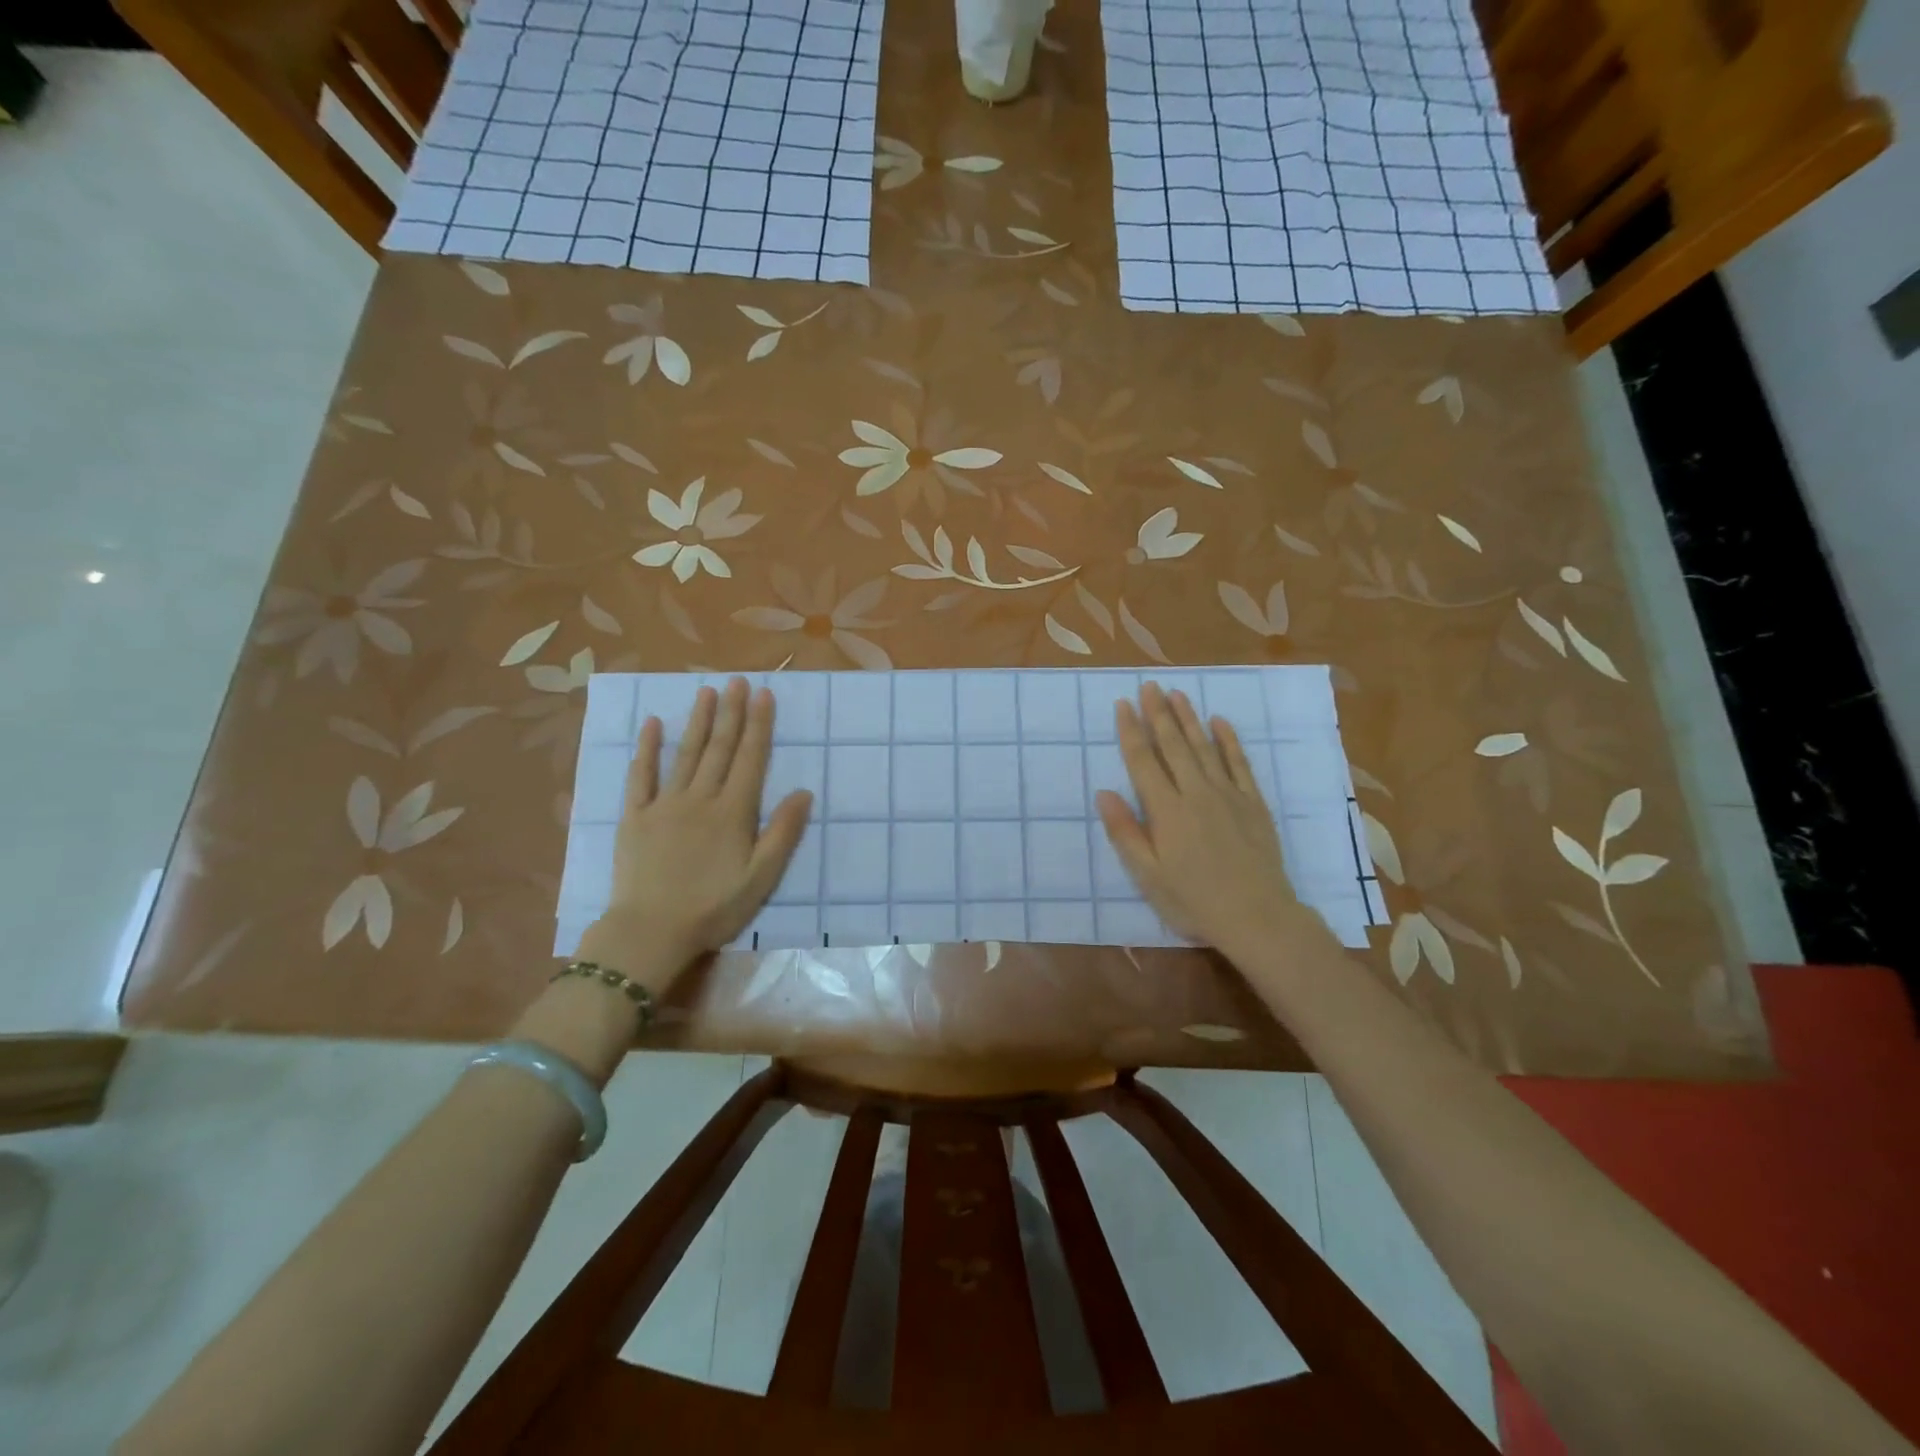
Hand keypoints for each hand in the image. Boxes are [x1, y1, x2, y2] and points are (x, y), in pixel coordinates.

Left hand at [579, 677, 812, 982]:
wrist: (650, 931)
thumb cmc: (713, 908)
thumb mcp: (761, 878)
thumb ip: (782, 833)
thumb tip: (804, 792)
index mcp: (732, 812)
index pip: (750, 759)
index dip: (759, 725)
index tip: (764, 694)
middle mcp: (700, 798)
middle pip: (719, 748)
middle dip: (731, 712)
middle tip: (737, 680)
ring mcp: (664, 804)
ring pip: (685, 754)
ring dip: (698, 720)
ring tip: (706, 691)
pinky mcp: (634, 816)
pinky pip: (640, 776)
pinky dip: (647, 749)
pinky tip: (654, 725)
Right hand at [1095, 682, 1306, 954]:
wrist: (1258, 916)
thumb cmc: (1194, 901)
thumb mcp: (1148, 875)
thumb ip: (1126, 832)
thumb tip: (1104, 793)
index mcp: (1166, 811)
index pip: (1143, 761)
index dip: (1131, 731)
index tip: (1123, 704)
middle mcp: (1196, 793)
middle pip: (1173, 746)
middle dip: (1159, 713)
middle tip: (1149, 685)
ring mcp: (1228, 795)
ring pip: (1204, 748)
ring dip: (1189, 719)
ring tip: (1177, 693)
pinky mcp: (1253, 803)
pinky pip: (1239, 764)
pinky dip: (1229, 741)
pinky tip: (1220, 722)